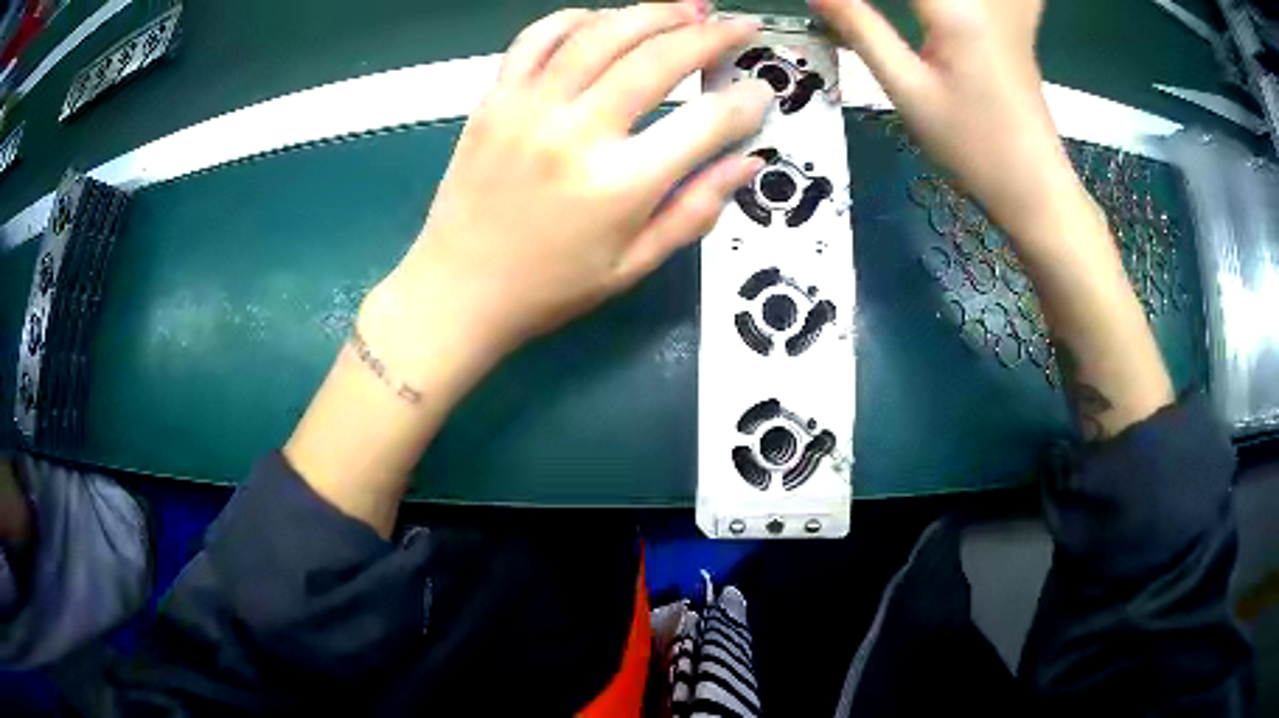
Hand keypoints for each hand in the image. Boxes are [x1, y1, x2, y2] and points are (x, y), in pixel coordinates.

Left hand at [376, 4, 772, 366]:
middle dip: (710, 35)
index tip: (761, 91)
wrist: (457, 291)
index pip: (705, 123)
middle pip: (657, 59)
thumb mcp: (633, 266)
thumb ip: (693, 210)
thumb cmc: (549, 289)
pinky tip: (604, 19)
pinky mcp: (494, 99)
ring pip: (601, 33)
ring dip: (653, 12)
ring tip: (687, 7)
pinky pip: (537, 38)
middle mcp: (576, 133)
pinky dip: (576, 18)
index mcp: (619, 186)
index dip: (746, 101)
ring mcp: (528, 108)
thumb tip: (746, 164)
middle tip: (738, 25)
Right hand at [812, 0, 1172, 440]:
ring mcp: (1007, 4)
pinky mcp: (1016, 17)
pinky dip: (976, 2)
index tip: (833, 5)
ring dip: (925, 4)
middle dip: (886, 1)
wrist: (1036, 186)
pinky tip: (946, 16)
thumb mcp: (908, 91)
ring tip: (919, 20)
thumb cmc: (973, 148)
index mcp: (954, 9)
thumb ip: (860, 30)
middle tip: (856, 13)